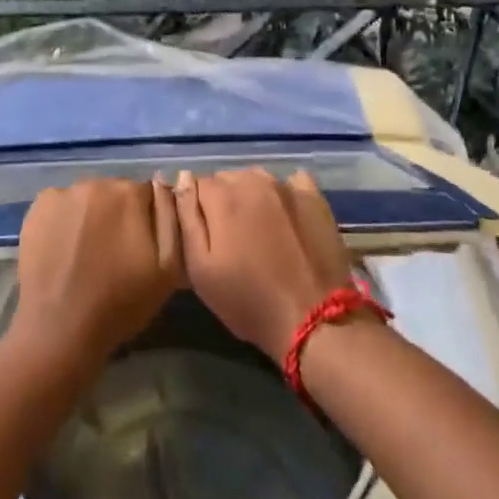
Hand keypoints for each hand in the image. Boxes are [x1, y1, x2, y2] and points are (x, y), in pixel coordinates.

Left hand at [11, 178, 183, 368]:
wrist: (59, 330)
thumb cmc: (120, 303)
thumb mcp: (168, 268)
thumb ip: (171, 218)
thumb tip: (164, 183)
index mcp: (129, 194)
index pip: (147, 194)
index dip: (146, 220)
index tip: (139, 247)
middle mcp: (96, 183)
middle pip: (115, 192)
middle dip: (118, 214)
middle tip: (113, 252)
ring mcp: (63, 193)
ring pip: (88, 198)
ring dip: (92, 215)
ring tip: (86, 253)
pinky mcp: (38, 207)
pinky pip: (61, 205)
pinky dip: (65, 219)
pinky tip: (63, 248)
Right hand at [174, 168, 360, 364]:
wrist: (313, 319)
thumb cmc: (247, 300)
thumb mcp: (200, 268)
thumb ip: (186, 218)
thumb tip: (183, 178)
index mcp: (222, 196)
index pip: (198, 185)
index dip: (198, 211)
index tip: (207, 237)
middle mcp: (254, 179)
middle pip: (227, 179)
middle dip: (224, 202)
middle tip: (232, 239)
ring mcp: (287, 186)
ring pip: (257, 179)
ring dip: (252, 197)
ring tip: (259, 231)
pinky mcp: (315, 197)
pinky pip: (291, 183)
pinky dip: (284, 195)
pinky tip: (287, 219)